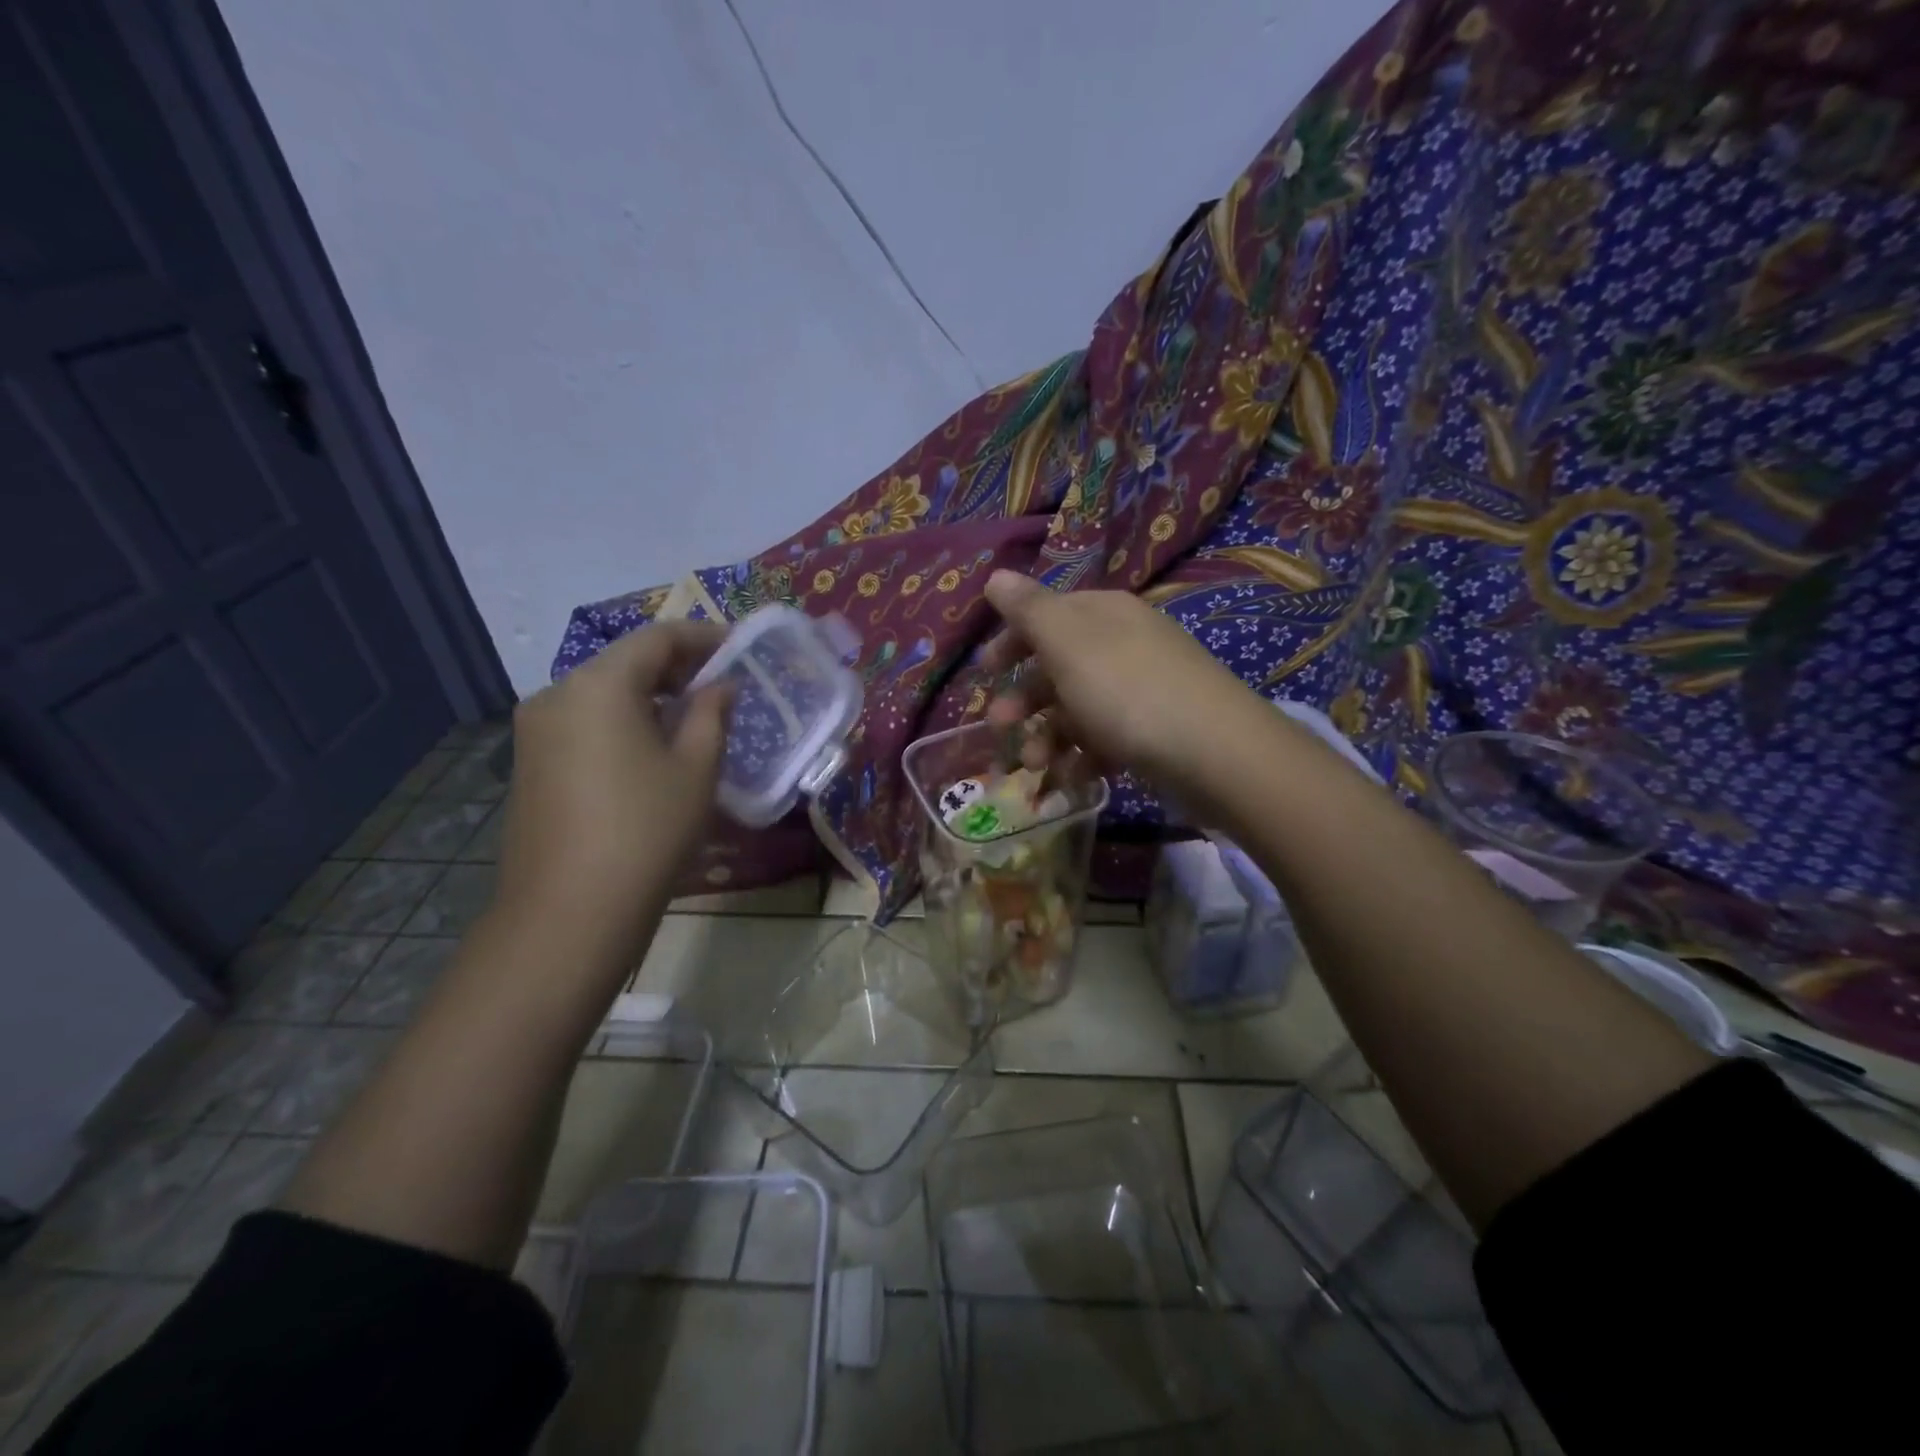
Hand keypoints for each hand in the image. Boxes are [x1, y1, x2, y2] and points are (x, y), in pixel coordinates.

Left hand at [493, 621, 731, 956]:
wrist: (569, 912)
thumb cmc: (647, 830)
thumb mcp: (696, 767)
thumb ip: (712, 713)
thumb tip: (719, 685)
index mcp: (599, 684)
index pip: (657, 637)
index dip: (703, 637)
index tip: (739, 646)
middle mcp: (557, 693)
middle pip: (625, 662)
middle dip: (676, 666)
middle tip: (722, 683)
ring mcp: (535, 730)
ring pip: (603, 693)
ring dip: (649, 695)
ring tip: (693, 716)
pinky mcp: (530, 763)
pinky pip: (584, 722)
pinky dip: (623, 720)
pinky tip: (652, 747)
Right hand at [980, 570, 1271, 817]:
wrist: (1214, 752)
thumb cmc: (1127, 690)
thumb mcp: (1067, 642)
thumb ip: (1028, 609)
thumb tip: (996, 575)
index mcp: (1102, 614)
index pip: (1048, 616)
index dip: (1012, 641)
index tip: (985, 671)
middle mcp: (1123, 645)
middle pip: (1059, 667)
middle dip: (1024, 699)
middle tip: (999, 726)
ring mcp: (1142, 690)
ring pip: (1078, 709)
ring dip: (1047, 737)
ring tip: (1035, 766)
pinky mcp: (1155, 733)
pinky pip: (1106, 740)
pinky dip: (1082, 759)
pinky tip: (1070, 781)